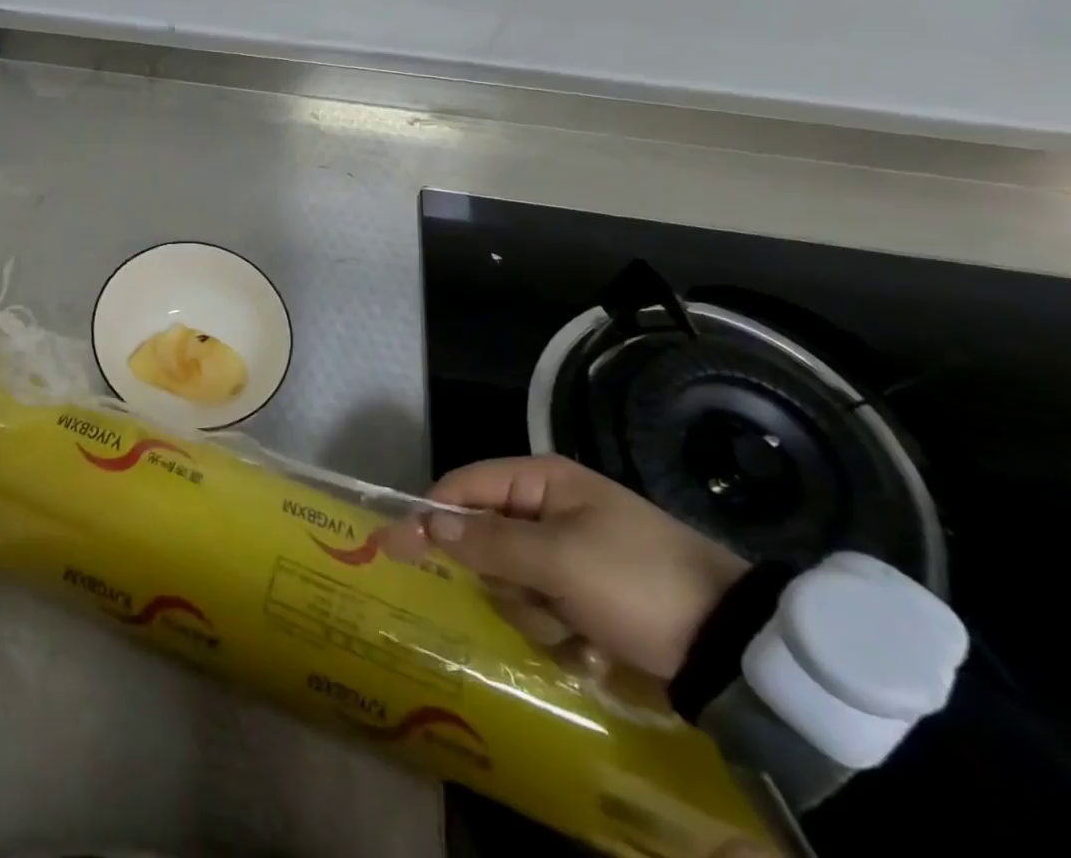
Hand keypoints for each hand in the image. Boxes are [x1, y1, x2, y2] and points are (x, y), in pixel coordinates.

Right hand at [386, 454, 748, 680]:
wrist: (736, 651)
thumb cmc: (637, 583)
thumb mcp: (558, 559)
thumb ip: (488, 541)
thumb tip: (428, 523)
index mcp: (541, 481)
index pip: (463, 486)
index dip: (430, 515)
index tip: (396, 547)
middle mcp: (548, 509)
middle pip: (483, 539)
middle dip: (504, 578)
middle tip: (536, 597)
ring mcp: (568, 554)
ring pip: (510, 582)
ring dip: (536, 612)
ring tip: (580, 628)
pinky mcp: (585, 595)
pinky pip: (542, 610)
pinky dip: (560, 632)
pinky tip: (595, 645)